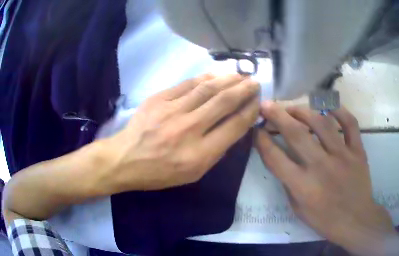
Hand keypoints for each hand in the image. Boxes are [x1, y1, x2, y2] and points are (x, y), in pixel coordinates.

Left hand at [105, 74, 259, 190]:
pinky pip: (187, 84)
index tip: (257, 102)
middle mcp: (188, 130)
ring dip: (228, 79)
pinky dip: (205, 77)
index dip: (250, 111)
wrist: (126, 159)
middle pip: (224, 102)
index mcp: (199, 154)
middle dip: (244, 90)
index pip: (234, 126)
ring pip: (207, 88)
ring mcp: (172, 111)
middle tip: (255, 82)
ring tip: (240, 75)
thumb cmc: (160, 172)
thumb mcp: (193, 174)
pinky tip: (216, 75)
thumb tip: (232, 126)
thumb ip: (216, 151)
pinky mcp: (159, 99)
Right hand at [255, 102, 398, 255]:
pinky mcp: (358, 151)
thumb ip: (287, 182)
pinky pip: (350, 124)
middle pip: (296, 133)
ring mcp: (342, 156)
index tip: (256, 129)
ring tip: (293, 108)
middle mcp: (321, 166)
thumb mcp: (297, 208)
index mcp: (302, 185)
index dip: (261, 140)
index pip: (275, 157)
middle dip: (277, 115)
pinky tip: (327, 106)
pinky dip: (339, 110)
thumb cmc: (324, 219)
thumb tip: (280, 158)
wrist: (356, 220)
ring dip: (303, 110)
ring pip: (321, 123)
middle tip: (267, 104)